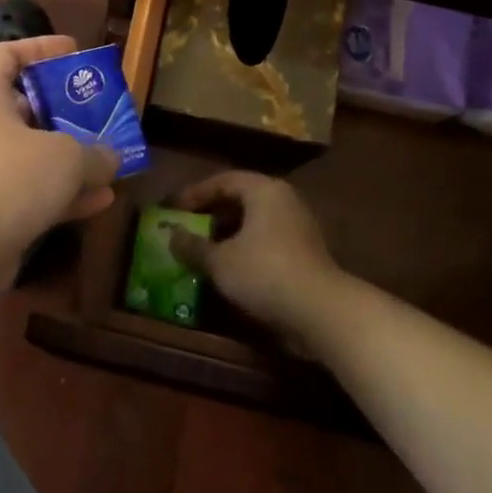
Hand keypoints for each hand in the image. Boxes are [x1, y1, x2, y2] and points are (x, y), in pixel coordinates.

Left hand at [0, 36, 117, 258]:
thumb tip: (112, 157)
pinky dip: (61, 193)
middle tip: (98, 112)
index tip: (73, 52)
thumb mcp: (67, 158)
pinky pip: (29, 191)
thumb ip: (96, 152)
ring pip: (30, 153)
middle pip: (23, 106)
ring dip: (69, 158)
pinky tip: (100, 202)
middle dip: (63, 110)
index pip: (6, 54)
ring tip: (109, 162)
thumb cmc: (11, 177)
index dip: (39, 47)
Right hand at [170, 171, 341, 344]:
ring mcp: (298, 226)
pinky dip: (245, 248)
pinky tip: (229, 268)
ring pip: (254, 222)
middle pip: (241, 199)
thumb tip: (170, 236)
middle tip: (186, 227)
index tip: (173, 208)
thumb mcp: (219, 261)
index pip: (223, 180)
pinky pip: (266, 241)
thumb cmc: (264, 273)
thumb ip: (193, 246)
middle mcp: (284, 200)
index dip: (195, 193)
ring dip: (228, 233)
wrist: (321, 312)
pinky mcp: (305, 252)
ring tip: (203, 249)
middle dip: (211, 213)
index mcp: (264, 190)